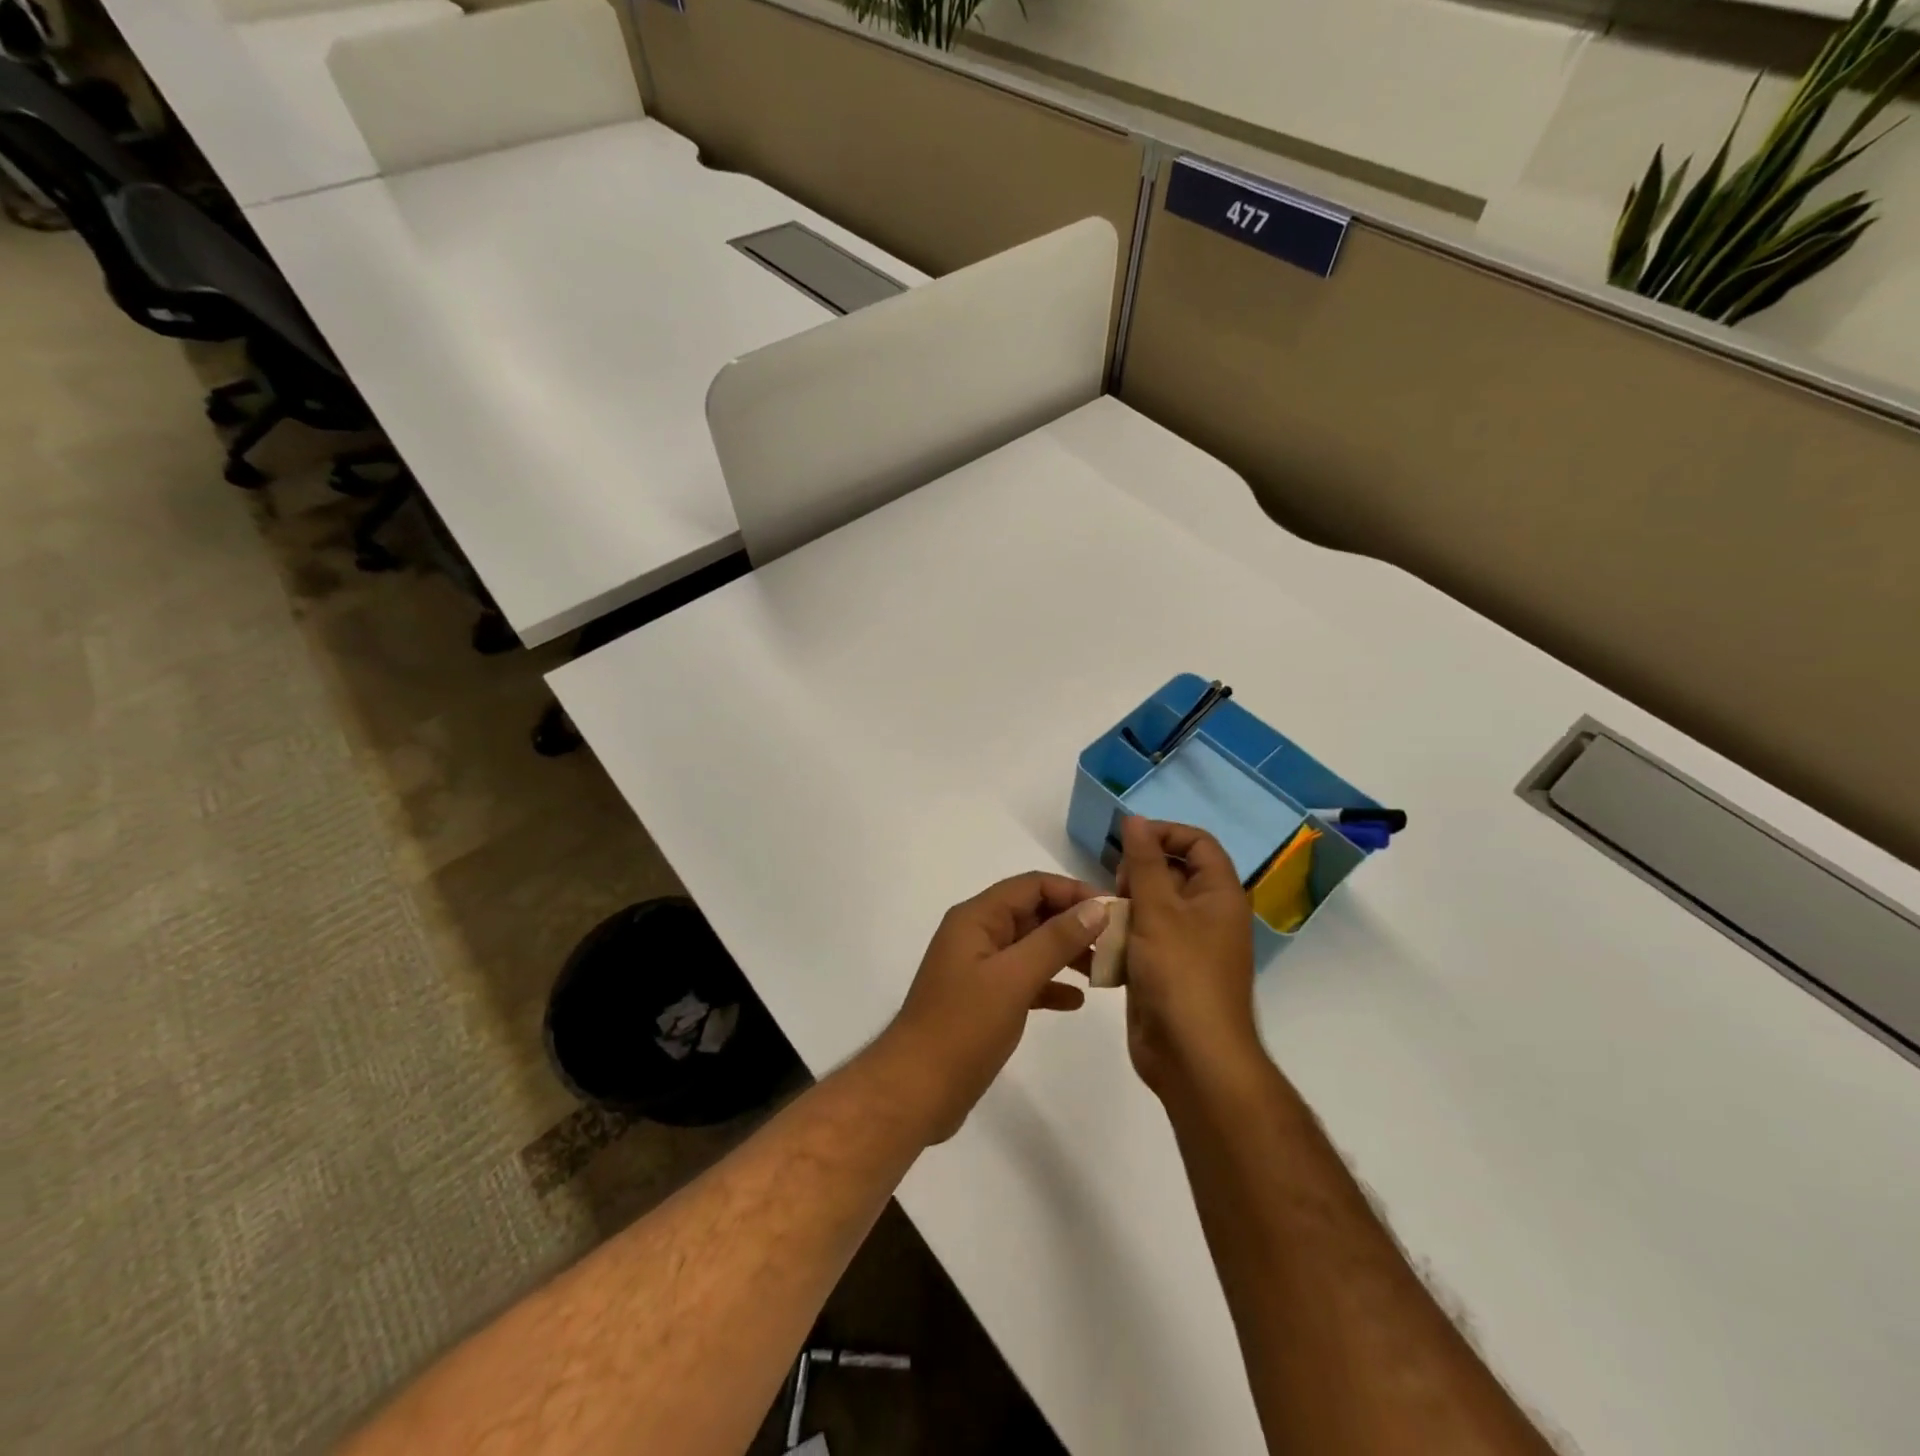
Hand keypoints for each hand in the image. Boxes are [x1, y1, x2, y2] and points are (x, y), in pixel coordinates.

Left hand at [869, 873, 1108, 1141]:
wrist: (916, 1090)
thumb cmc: (963, 1027)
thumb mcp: (1014, 978)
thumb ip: (1056, 939)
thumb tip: (1097, 906)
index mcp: (977, 918)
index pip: (1032, 886)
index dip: (1074, 892)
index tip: (1115, 911)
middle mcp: (977, 935)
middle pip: (1033, 914)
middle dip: (1075, 923)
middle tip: (1119, 943)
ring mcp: (979, 968)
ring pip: (1031, 947)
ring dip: (1066, 954)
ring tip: (1106, 971)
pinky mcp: (983, 999)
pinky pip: (1024, 979)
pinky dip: (1050, 985)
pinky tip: (1076, 1001)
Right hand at [1118, 817, 1262, 1098]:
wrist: (1191, 1057)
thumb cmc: (1180, 974)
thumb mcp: (1158, 910)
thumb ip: (1143, 862)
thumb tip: (1135, 820)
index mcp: (1219, 896)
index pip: (1198, 844)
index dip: (1164, 834)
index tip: (1128, 842)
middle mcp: (1207, 916)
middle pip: (1173, 873)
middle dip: (1138, 872)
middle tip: (1116, 888)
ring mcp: (1186, 945)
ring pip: (1152, 907)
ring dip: (1125, 906)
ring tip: (1106, 917)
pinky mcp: (1165, 970)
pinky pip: (1142, 938)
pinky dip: (1122, 936)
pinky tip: (1102, 945)